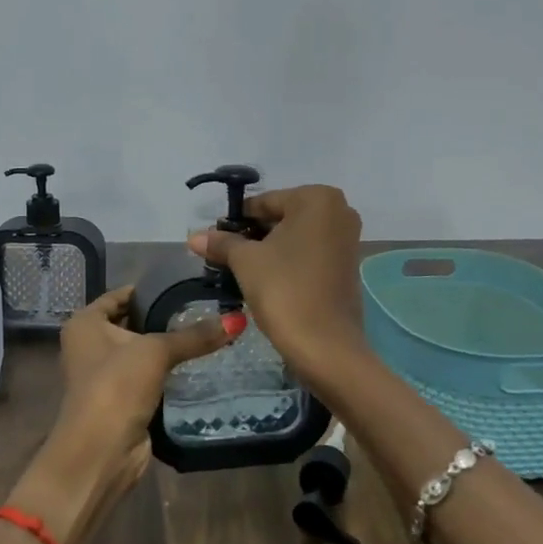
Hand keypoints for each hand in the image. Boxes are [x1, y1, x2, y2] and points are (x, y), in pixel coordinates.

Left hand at [15, 286, 228, 543]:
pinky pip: (147, 375)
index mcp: (85, 323)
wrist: (100, 452)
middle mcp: (89, 344)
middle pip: (131, 321)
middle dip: (162, 316)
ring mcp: (103, 373)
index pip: (120, 295)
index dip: (150, 289)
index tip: (185, 284)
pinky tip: (195, 362)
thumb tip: (238, 319)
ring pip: (140, 350)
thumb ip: (195, 335)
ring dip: (166, 346)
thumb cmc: (116, 386)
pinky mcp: (120, 398)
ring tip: (206, 331)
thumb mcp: (156, 352)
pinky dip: (165, 370)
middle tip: (203, 306)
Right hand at [187, 184, 370, 390]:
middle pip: (281, 217)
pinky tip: (267, 280)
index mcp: (317, 198)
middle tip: (225, 258)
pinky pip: (310, 253)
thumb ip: (222, 243)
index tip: (214, 241)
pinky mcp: (348, 264)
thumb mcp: (246, 262)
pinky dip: (289, 261)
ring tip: (241, 271)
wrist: (325, 345)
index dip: (235, 222)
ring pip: (295, 236)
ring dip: (269, 250)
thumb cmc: (284, 290)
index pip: (263, 202)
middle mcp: (339, 210)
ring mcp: (348, 238)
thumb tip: (194, 236)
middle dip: (253, 236)